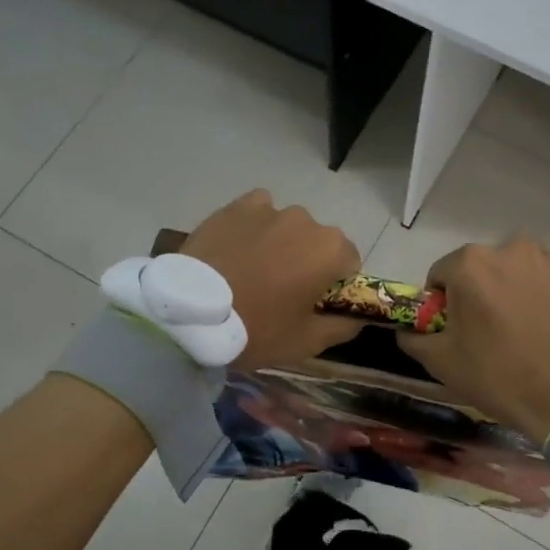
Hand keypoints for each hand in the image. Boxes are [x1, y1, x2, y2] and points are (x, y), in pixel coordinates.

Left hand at [181, 191, 363, 368]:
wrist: (191, 313)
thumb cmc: (257, 329)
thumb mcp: (307, 342)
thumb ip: (343, 326)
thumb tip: (358, 317)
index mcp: (331, 250)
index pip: (349, 263)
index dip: (334, 285)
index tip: (312, 304)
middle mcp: (306, 221)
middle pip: (318, 242)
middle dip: (306, 261)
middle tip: (279, 291)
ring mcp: (270, 209)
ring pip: (287, 226)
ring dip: (280, 244)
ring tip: (252, 271)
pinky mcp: (236, 207)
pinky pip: (257, 211)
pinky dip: (254, 226)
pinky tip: (238, 248)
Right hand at [397, 238, 549, 443]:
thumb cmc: (499, 376)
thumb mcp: (441, 362)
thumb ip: (413, 337)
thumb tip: (406, 329)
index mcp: (470, 264)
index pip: (443, 274)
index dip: (444, 301)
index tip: (455, 328)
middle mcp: (510, 248)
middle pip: (484, 267)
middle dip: (483, 291)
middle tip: (492, 330)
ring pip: (521, 269)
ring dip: (517, 289)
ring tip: (528, 327)